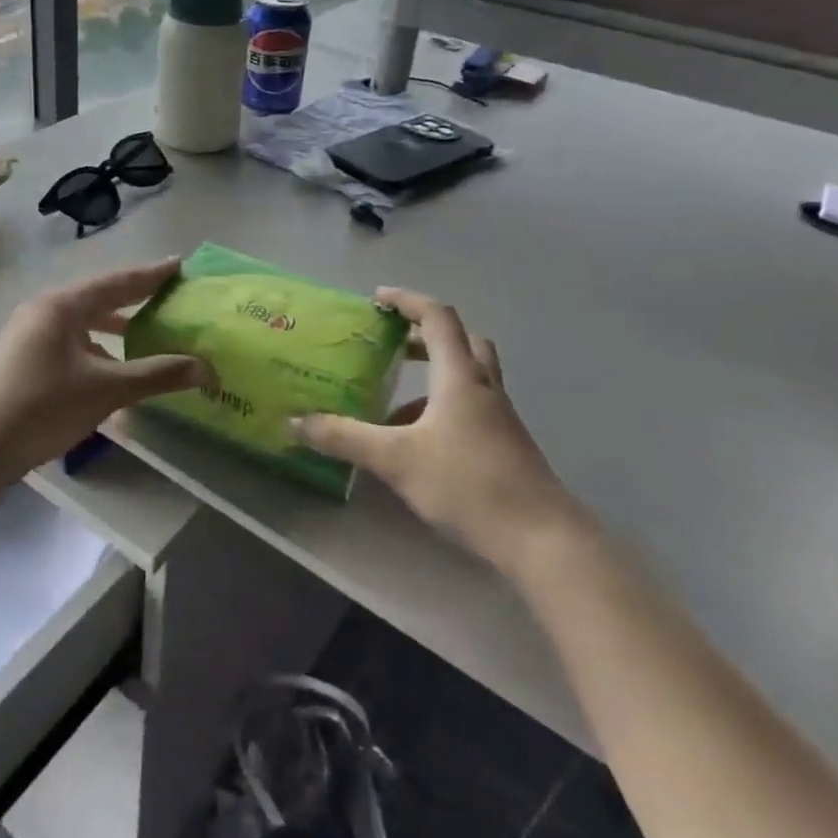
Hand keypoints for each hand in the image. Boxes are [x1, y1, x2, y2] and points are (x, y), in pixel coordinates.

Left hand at [0, 259, 210, 481]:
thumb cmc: (43, 409)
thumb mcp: (106, 390)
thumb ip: (157, 375)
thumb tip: (206, 368)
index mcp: (63, 306)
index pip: (118, 282)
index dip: (152, 275)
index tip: (180, 264)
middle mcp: (44, 309)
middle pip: (100, 296)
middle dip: (135, 297)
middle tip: (169, 294)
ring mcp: (29, 333)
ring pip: (83, 321)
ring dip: (115, 325)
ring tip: (147, 330)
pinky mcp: (23, 357)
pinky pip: (70, 340)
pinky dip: (96, 346)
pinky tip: (112, 367)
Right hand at [294, 288, 586, 575]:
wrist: (541, 539)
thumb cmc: (469, 484)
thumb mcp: (396, 460)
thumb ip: (345, 438)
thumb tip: (296, 422)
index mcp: (459, 376)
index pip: (437, 318)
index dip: (407, 301)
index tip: (377, 299)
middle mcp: (483, 387)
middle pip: (461, 340)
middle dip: (423, 334)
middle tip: (391, 342)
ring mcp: (499, 417)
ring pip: (467, 376)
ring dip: (432, 374)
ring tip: (392, 400)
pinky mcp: (505, 444)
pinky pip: (469, 407)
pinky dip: (441, 408)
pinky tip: (416, 443)